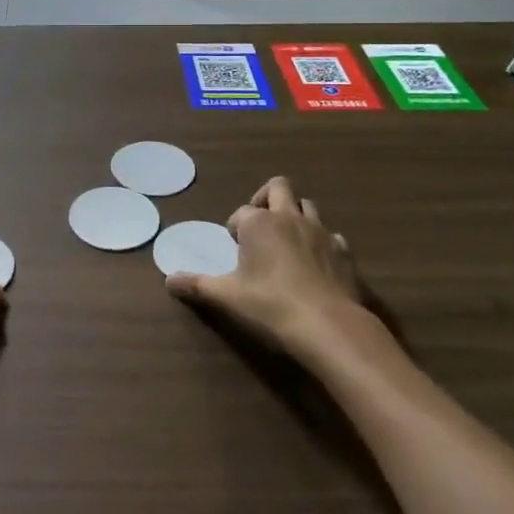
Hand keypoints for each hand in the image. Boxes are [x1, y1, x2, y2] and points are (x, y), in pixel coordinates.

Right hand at [166, 177, 390, 359]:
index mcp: (259, 223)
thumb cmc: (271, 305)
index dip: (235, 226)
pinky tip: (316, 263)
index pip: (241, 212)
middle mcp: (289, 218)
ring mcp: (321, 232)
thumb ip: (197, 285)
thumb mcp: (227, 297)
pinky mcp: (344, 251)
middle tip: (259, 223)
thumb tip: (168, 280)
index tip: (233, 246)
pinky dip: (321, 242)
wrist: (329, 325)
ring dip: (295, 215)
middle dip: (266, 198)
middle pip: (279, 187)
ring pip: (307, 206)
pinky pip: (331, 235)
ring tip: (286, 241)